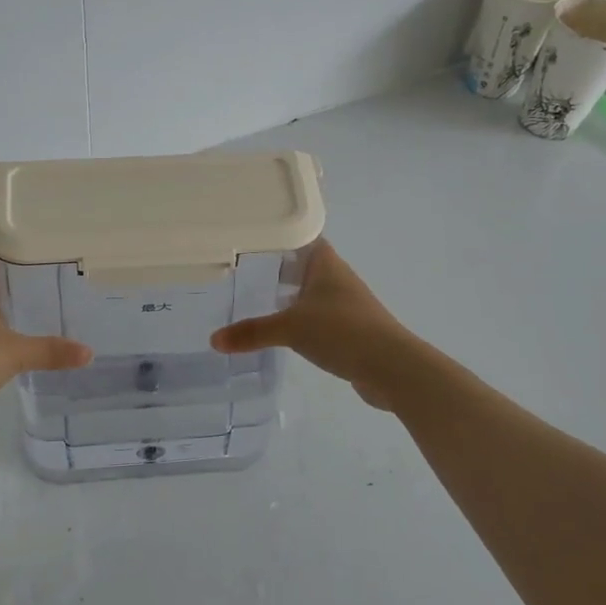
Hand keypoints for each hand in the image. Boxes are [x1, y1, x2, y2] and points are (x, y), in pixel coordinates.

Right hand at [211, 239, 417, 409]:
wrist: (391, 367)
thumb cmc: (341, 332)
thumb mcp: (290, 329)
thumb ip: (252, 332)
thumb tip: (213, 340)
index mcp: (326, 264)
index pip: (300, 238)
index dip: (278, 236)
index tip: (250, 239)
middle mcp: (338, 278)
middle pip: (305, 265)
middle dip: (278, 268)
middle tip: (244, 271)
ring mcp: (347, 305)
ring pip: (313, 292)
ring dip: (291, 295)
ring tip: (258, 300)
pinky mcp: (352, 330)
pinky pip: (320, 318)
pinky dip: (302, 320)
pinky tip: (285, 332)